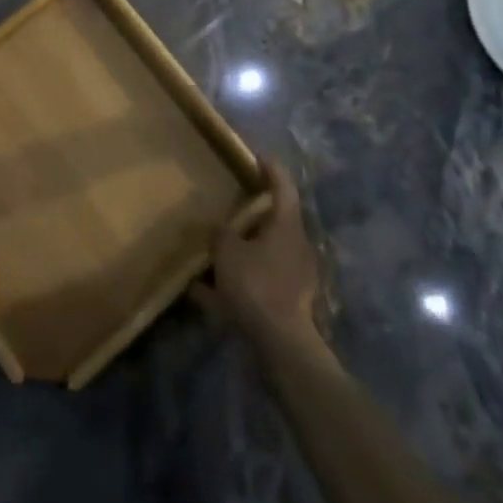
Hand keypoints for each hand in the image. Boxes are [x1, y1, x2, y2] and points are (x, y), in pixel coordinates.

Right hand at [193, 158, 322, 353]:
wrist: (281, 346)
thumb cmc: (257, 286)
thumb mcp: (227, 251)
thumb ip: (220, 234)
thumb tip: (217, 228)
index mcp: (287, 226)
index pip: (283, 186)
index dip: (271, 168)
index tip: (257, 156)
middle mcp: (296, 247)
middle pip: (275, 221)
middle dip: (252, 214)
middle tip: (229, 205)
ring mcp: (295, 277)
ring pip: (265, 254)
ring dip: (243, 250)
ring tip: (214, 250)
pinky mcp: (288, 304)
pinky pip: (258, 283)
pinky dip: (237, 283)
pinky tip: (206, 293)